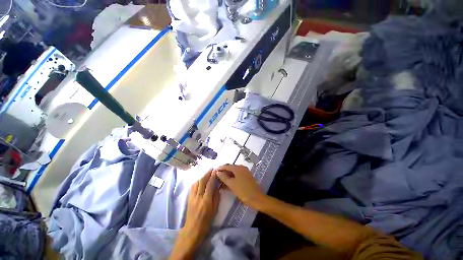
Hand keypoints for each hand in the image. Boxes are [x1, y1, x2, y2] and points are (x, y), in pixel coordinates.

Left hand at [183, 169, 219, 242]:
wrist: (193, 229)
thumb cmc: (206, 221)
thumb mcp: (215, 210)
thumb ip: (216, 197)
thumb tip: (217, 187)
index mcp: (206, 200)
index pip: (210, 184)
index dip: (212, 176)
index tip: (215, 170)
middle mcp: (198, 197)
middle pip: (202, 181)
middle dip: (207, 173)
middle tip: (211, 169)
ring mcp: (192, 197)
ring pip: (196, 183)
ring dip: (201, 176)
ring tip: (206, 173)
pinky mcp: (189, 198)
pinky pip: (192, 187)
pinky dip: (196, 181)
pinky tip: (199, 180)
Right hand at [215, 164, 264, 207]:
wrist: (257, 198)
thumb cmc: (243, 191)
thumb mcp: (232, 184)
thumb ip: (224, 177)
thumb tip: (218, 172)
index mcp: (238, 168)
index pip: (227, 166)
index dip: (220, 168)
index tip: (214, 172)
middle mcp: (242, 168)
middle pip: (230, 168)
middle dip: (223, 173)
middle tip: (216, 178)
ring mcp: (245, 172)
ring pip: (234, 173)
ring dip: (227, 176)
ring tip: (220, 182)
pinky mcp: (246, 177)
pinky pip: (237, 176)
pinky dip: (232, 179)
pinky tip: (227, 184)